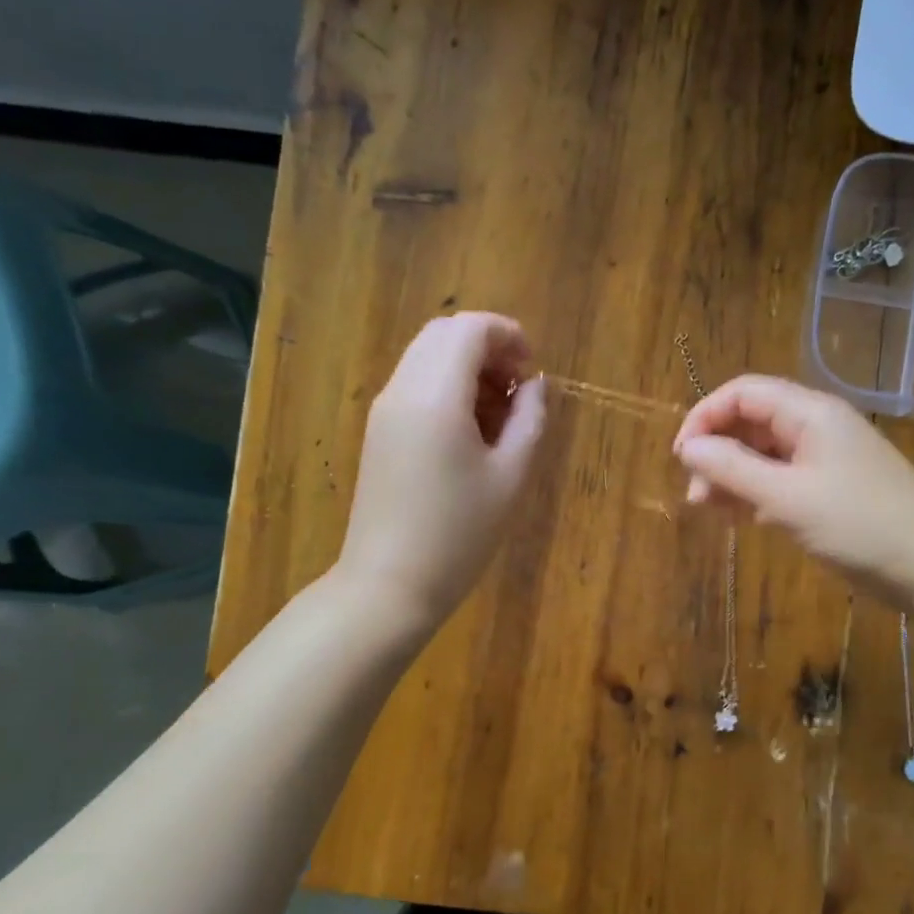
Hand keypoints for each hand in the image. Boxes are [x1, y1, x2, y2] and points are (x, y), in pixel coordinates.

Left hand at [337, 313, 546, 629]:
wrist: (389, 584)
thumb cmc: (459, 534)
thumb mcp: (510, 477)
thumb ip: (529, 420)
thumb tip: (534, 387)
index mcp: (436, 396)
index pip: (469, 329)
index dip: (508, 334)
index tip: (533, 370)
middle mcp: (403, 390)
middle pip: (444, 334)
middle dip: (488, 347)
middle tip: (518, 389)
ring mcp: (385, 410)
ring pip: (427, 357)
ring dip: (467, 368)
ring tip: (499, 414)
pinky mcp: (379, 431)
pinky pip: (415, 384)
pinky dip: (447, 387)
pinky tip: (471, 431)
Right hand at [673, 374, 913, 604]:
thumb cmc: (860, 526)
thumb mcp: (787, 499)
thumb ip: (733, 469)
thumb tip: (688, 448)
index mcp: (810, 413)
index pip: (743, 393)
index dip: (705, 416)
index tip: (681, 456)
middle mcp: (817, 426)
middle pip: (752, 421)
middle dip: (717, 451)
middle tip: (696, 495)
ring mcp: (826, 459)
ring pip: (765, 453)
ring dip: (733, 475)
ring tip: (711, 509)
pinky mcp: (831, 489)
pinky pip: (782, 479)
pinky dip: (756, 492)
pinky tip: (740, 516)